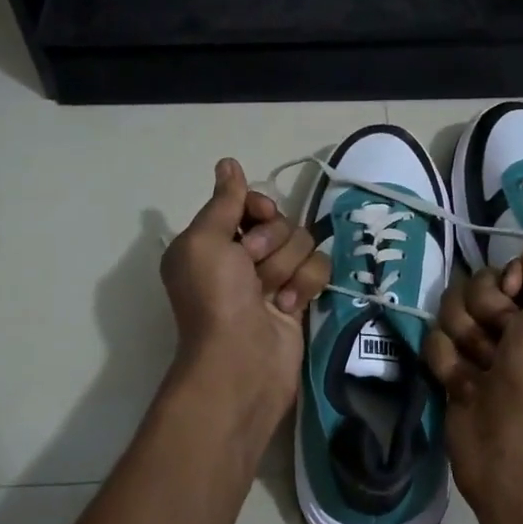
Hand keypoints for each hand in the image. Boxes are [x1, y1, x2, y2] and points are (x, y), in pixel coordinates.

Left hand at [161, 159, 329, 416]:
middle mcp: (241, 257)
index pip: (250, 202)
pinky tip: (287, 308)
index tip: (256, 219)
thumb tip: (228, 163)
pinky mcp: (298, 298)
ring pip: (304, 243)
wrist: (242, 361)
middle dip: (272, 243)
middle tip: (252, 269)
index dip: (258, 208)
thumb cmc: (215, 298)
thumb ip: (223, 201)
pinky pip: (318, 269)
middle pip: (281, 222)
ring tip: (270, 294)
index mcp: (212, 241)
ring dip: (287, 267)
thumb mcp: (204, 241)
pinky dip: (304, 286)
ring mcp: (272, 278)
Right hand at [424, 225, 522, 502]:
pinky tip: (464, 385)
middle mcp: (515, 325)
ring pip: (451, 312)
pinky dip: (449, 364)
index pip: (510, 267)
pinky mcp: (453, 371)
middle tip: (503, 340)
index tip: (517, 297)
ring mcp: (481, 349)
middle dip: (485, 309)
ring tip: (484, 368)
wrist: (513, 439)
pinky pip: (435, 343)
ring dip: (466, 338)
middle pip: (476, 285)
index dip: (508, 278)